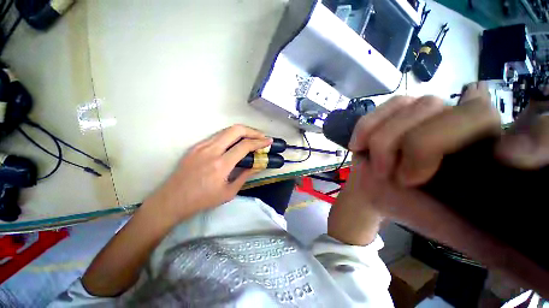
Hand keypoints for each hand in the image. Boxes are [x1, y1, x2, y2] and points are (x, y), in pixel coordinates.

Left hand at [142, 125, 271, 224]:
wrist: (172, 200)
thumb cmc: (202, 200)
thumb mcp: (229, 192)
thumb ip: (245, 175)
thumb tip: (258, 165)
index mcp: (221, 164)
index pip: (245, 146)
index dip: (259, 142)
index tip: (268, 141)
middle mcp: (211, 150)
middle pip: (236, 130)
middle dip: (252, 131)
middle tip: (261, 137)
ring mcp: (202, 146)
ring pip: (226, 130)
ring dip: (242, 132)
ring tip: (252, 138)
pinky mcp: (196, 146)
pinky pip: (217, 136)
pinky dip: (230, 136)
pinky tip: (235, 143)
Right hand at [345, 82, 548, 295]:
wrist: (375, 192)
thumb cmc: (417, 211)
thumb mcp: (463, 236)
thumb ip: (505, 251)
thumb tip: (544, 277)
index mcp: (493, 155)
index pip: (535, 130)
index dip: (535, 137)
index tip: (507, 160)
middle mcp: (468, 122)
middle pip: (460, 113)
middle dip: (420, 148)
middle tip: (400, 177)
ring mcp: (428, 110)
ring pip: (417, 107)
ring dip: (385, 142)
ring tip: (378, 165)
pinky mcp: (396, 109)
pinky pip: (385, 107)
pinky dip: (367, 127)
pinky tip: (360, 145)